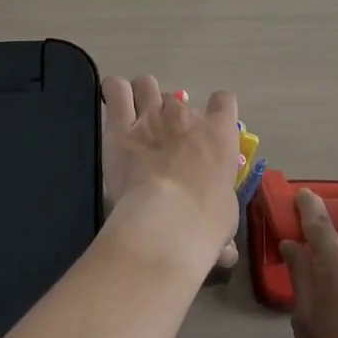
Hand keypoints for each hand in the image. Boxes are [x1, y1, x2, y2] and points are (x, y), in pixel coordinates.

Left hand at [100, 75, 241, 273]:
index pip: (224, 103)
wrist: (168, 221)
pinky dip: (113, 92)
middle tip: (162, 138)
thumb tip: (226, 253)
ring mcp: (151, 116)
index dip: (216, 111)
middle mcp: (186, 117)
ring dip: (141, 95)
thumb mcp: (225, 221)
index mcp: (219, 135)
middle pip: (178, 98)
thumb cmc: (206, 221)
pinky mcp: (120, 126)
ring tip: (134, 113)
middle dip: (170, 114)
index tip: (207, 128)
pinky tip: (112, 101)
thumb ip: (221, 225)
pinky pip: (116, 90)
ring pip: (146, 85)